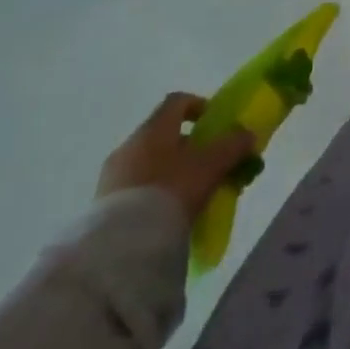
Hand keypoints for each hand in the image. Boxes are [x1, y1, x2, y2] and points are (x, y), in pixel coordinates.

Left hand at [96, 92, 255, 217]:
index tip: (214, 124)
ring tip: (190, 196)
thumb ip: (233, 145)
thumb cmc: (171, 190)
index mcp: (154, 128)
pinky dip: (153, 195)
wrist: (121, 248)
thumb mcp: (211, 165)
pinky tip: (167, 215)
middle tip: (208, 166)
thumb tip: (247, 134)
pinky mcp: (102, 208)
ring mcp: (111, 177)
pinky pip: (135, 190)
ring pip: (149, 164)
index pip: (177, 101)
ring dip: (170, 173)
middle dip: (188, 147)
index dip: (199, 106)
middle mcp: (129, 145)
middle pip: (163, 135)